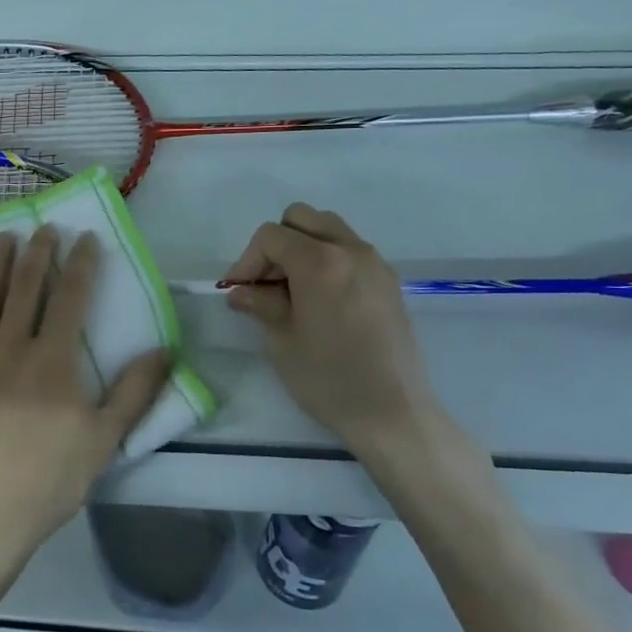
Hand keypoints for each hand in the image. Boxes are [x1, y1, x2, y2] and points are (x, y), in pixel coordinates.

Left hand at [0, 227, 171, 584]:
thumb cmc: (47, 481)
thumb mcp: (104, 440)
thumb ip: (135, 391)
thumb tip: (164, 349)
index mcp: (53, 360)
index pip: (70, 298)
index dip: (80, 263)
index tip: (85, 237)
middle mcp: (10, 348)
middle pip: (25, 288)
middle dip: (38, 253)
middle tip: (44, 228)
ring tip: (4, 237)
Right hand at [221, 203, 442, 451]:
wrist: (392, 412)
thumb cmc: (329, 378)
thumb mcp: (281, 341)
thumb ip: (261, 304)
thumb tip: (241, 291)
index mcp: (320, 262)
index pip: (271, 236)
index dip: (247, 260)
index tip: (239, 291)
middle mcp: (350, 250)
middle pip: (301, 219)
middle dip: (276, 245)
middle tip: (265, 284)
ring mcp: (374, 263)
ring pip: (328, 230)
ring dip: (302, 248)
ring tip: (291, 290)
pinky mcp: (388, 281)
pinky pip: (349, 250)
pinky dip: (327, 260)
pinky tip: (319, 300)